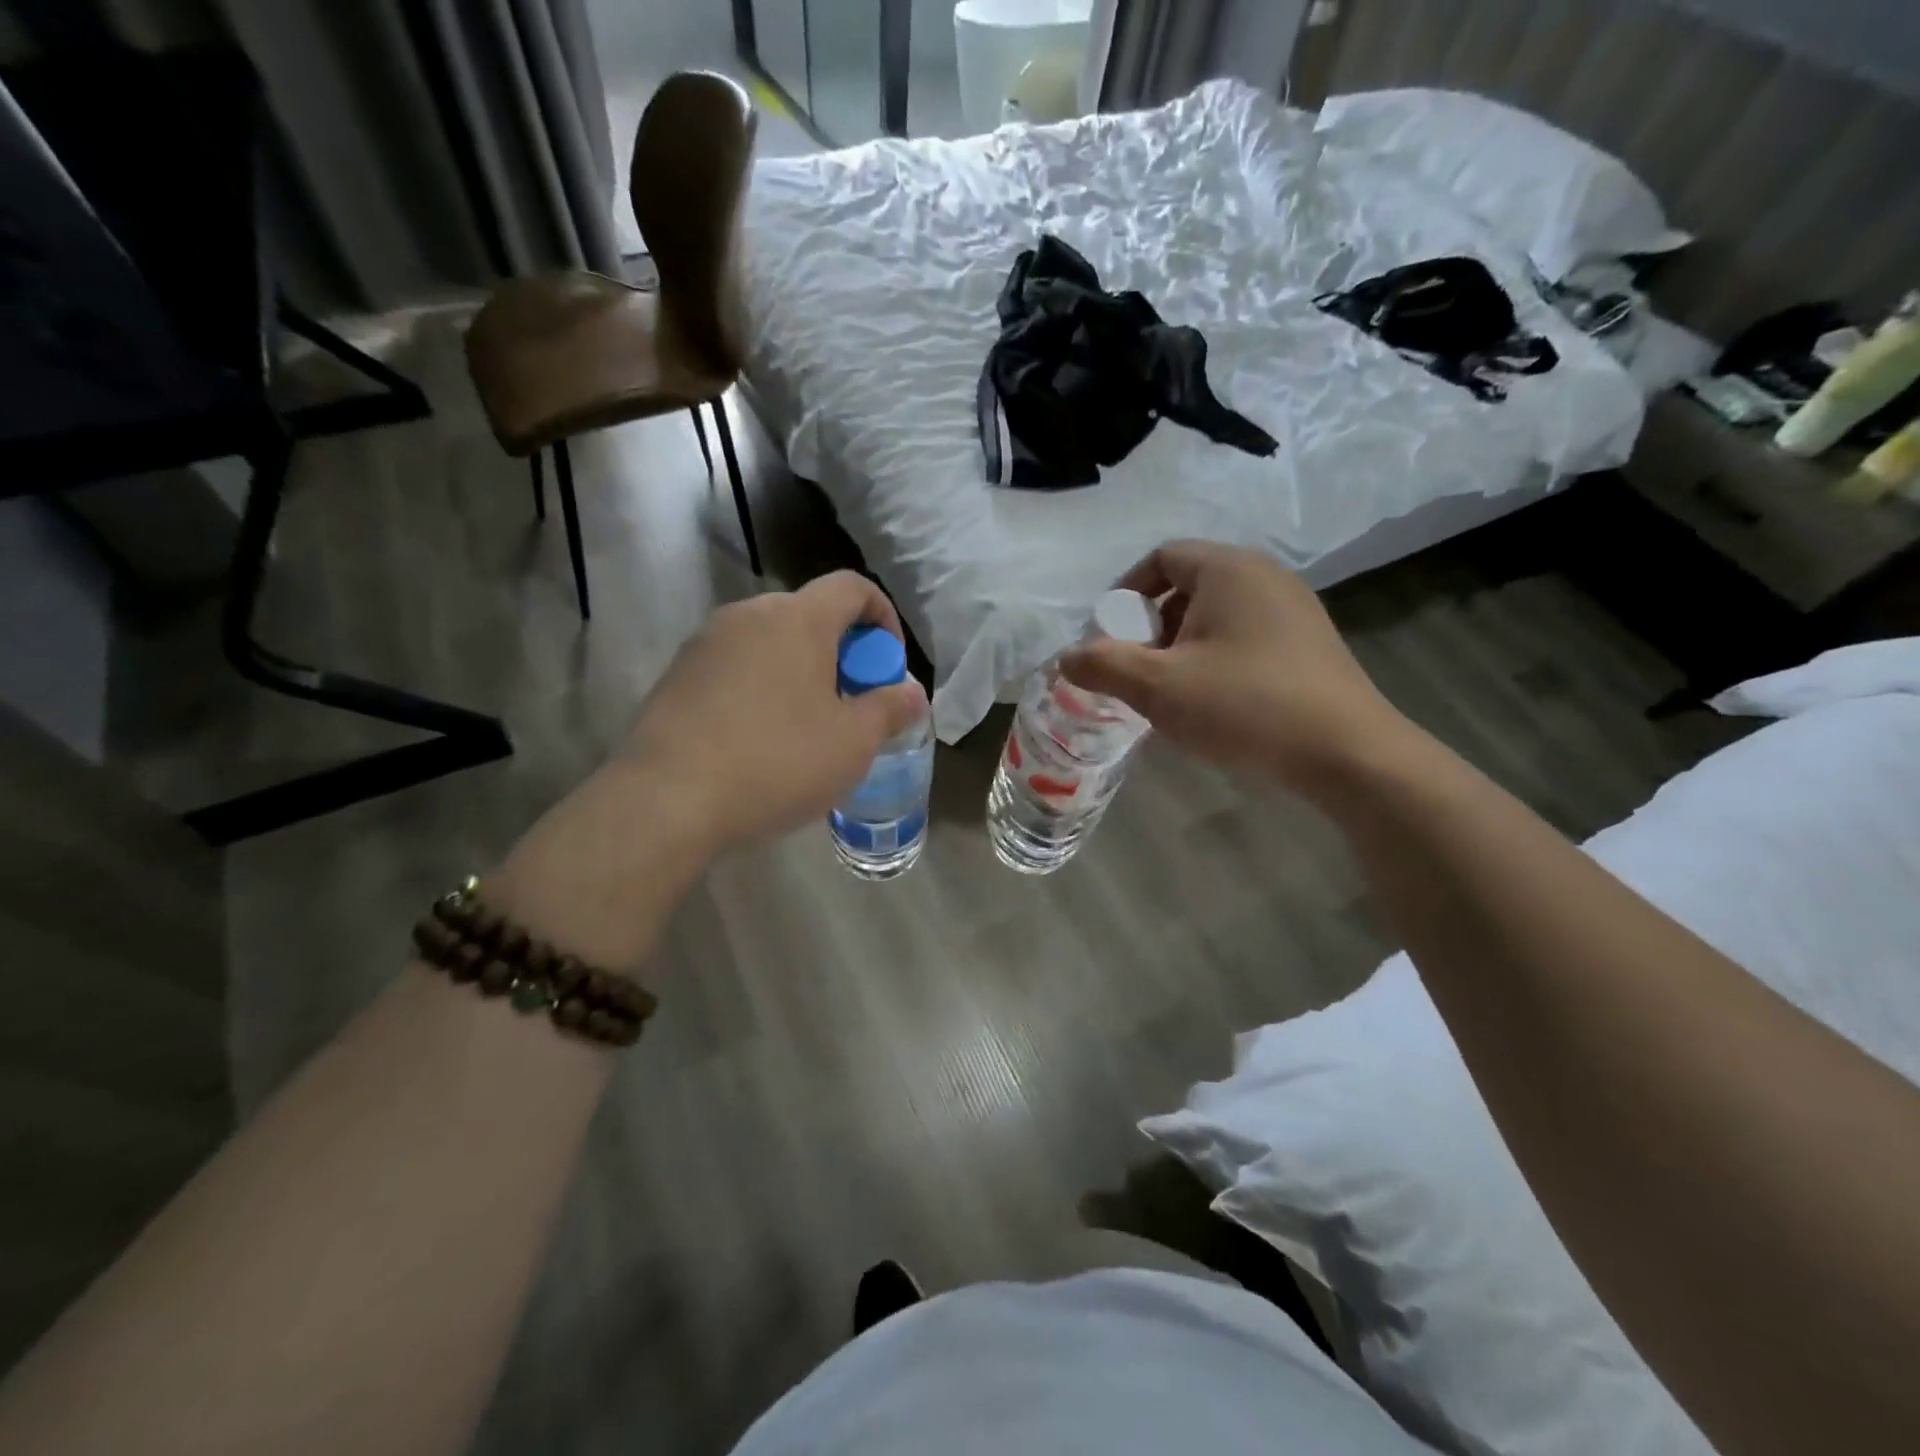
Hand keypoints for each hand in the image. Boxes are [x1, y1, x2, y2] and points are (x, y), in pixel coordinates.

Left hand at [620, 571, 927, 851]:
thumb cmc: (777, 762)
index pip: (853, 587)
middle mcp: (749, 614)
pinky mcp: (677, 674)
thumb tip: (912, 694)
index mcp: (799, 619)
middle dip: (842, 652)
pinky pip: (736, 666)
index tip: (887, 666)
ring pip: (771, 642)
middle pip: (811, 615)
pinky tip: (759, 739)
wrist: (667, 800)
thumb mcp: (853, 743)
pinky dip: (762, 686)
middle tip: (851, 704)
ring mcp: (706, 642)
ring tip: (806, 726)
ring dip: (800, 670)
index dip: (883, 618)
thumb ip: (890, 709)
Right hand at [1059, 540, 1413, 797]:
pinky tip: (1214, 702)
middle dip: (1151, 626)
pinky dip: (1216, 658)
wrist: (1346, 752)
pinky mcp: (1310, 644)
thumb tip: (1065, 657)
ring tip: (1170, 692)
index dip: (1126, 593)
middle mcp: (1265, 576)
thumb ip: (1104, 665)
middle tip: (1136, 669)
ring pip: (1217, 615)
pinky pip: (1246, 636)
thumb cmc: (1244, 705)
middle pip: (1189, 585)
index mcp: (1228, 569)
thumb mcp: (1158, 687)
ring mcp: (1295, 609)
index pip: (1162, 557)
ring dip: (1182, 646)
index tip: (1109, 636)